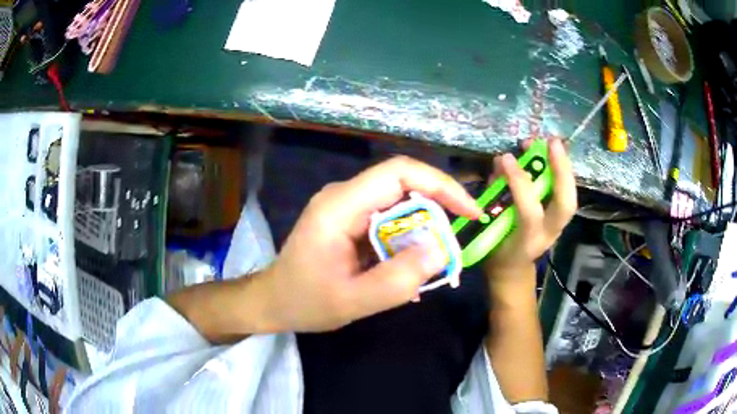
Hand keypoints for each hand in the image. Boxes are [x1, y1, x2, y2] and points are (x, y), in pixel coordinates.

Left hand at [263, 156, 481, 332]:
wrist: (274, 300)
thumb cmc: (305, 301)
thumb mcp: (354, 301)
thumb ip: (399, 280)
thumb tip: (442, 250)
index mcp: (340, 206)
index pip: (399, 172)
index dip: (441, 185)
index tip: (469, 212)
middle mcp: (344, 195)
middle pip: (403, 184)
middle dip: (438, 210)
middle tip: (454, 246)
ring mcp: (346, 205)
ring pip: (399, 202)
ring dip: (425, 227)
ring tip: (437, 260)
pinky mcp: (350, 218)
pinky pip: (389, 217)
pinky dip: (409, 237)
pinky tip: (413, 264)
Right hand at [483, 139, 576, 281]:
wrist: (513, 269)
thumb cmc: (496, 250)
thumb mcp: (488, 229)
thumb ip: (495, 197)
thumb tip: (500, 164)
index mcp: (527, 241)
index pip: (530, 211)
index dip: (519, 183)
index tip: (506, 159)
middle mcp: (548, 234)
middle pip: (566, 205)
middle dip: (562, 171)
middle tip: (551, 142)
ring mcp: (558, 227)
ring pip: (571, 197)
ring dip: (564, 168)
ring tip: (552, 143)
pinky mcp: (561, 219)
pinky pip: (566, 193)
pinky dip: (562, 173)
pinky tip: (554, 155)